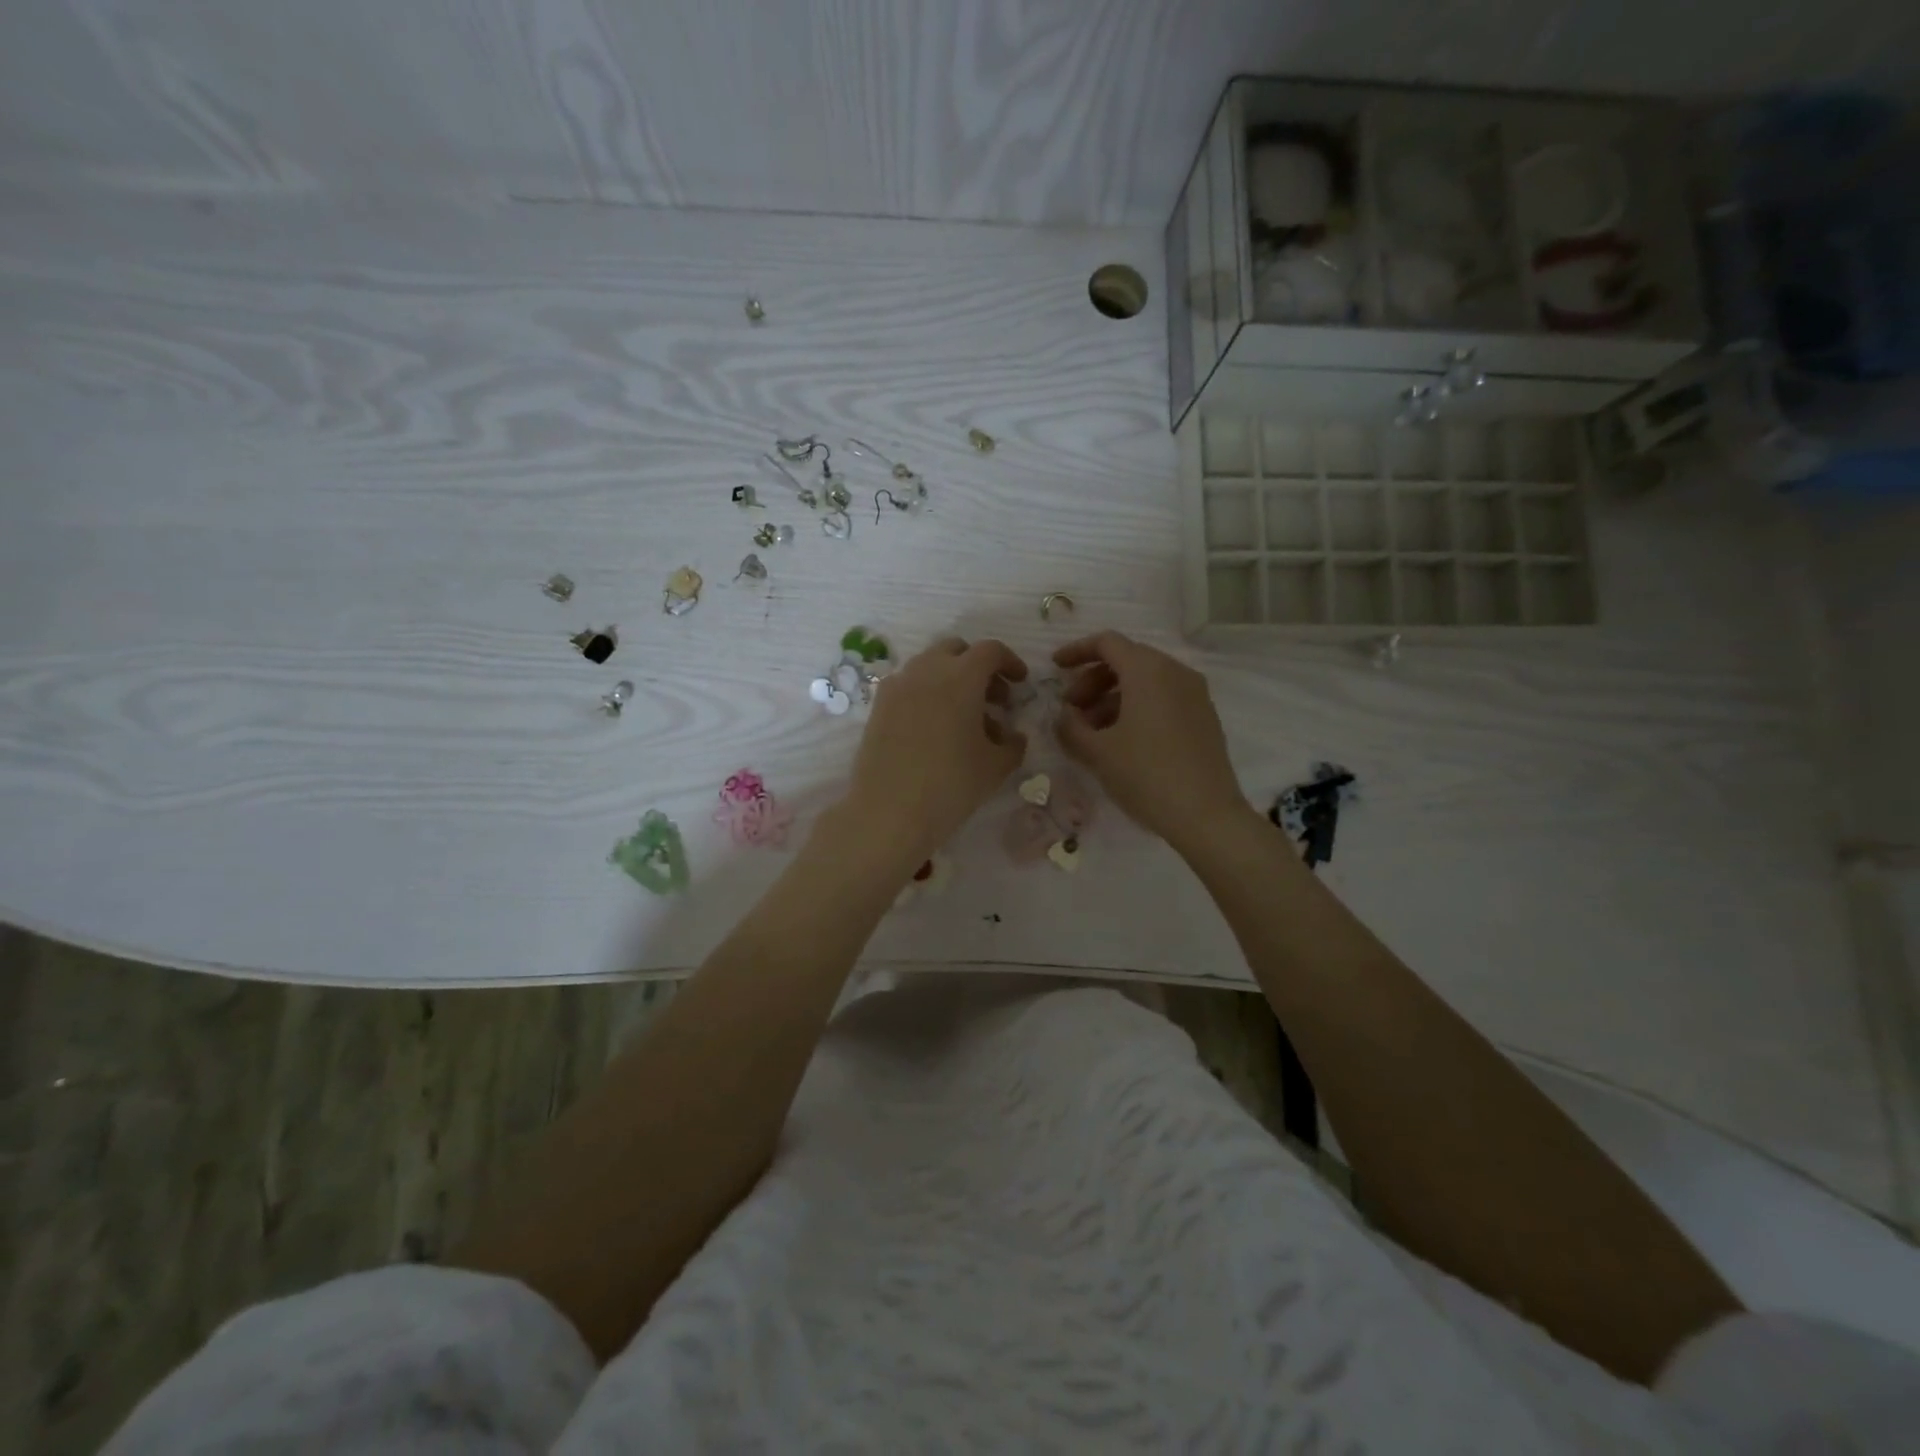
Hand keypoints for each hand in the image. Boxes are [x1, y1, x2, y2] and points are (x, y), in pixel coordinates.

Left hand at [844, 638, 1028, 867]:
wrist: (888, 812)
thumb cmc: (951, 784)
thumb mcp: (995, 767)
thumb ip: (1012, 744)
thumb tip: (1013, 736)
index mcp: (960, 676)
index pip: (990, 650)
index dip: (1010, 662)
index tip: (1020, 683)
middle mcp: (926, 670)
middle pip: (956, 651)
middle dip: (978, 667)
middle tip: (993, 700)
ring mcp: (897, 686)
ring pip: (929, 666)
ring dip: (951, 680)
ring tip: (965, 718)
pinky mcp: (878, 707)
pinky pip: (909, 686)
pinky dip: (927, 694)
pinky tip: (935, 728)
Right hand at [1053, 631, 1245, 851]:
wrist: (1206, 815)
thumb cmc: (1146, 775)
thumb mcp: (1097, 751)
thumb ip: (1070, 726)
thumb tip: (1064, 715)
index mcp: (1148, 670)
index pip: (1107, 643)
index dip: (1076, 651)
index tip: (1054, 668)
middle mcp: (1175, 672)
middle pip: (1126, 660)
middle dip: (1092, 680)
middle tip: (1071, 710)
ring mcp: (1194, 694)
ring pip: (1145, 681)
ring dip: (1112, 697)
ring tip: (1091, 731)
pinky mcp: (1203, 717)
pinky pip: (1163, 698)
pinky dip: (1136, 707)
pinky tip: (1120, 740)